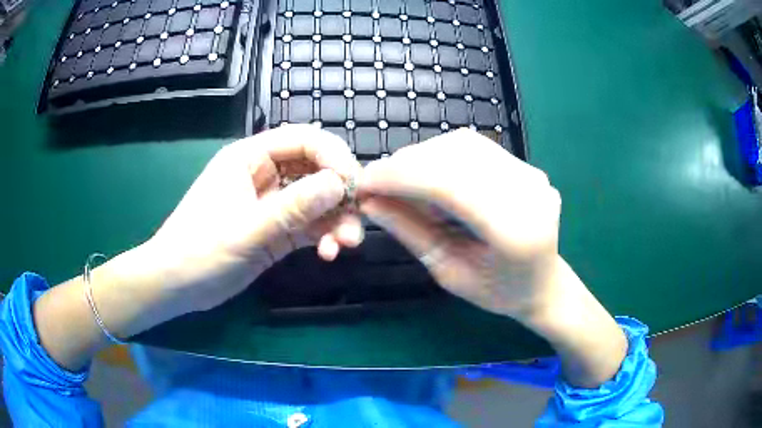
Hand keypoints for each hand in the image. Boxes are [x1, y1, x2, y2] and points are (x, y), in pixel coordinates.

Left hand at [143, 125, 363, 312]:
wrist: (177, 286)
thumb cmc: (199, 250)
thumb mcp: (246, 229)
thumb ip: (293, 207)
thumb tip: (339, 184)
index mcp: (250, 158)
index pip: (303, 140)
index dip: (333, 156)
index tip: (353, 185)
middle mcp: (265, 175)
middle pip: (315, 170)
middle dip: (339, 194)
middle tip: (355, 221)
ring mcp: (272, 204)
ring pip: (317, 201)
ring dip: (336, 220)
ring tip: (345, 245)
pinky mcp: (277, 230)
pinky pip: (310, 225)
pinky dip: (324, 236)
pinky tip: (328, 253)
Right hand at [358, 129, 561, 319]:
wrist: (543, 283)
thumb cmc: (497, 291)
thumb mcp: (447, 272)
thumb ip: (410, 232)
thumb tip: (368, 201)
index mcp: (513, 231)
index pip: (448, 184)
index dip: (400, 177)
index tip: (363, 184)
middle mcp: (527, 192)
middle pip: (455, 156)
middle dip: (405, 164)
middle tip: (376, 182)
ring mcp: (531, 174)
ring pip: (463, 144)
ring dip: (421, 156)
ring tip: (399, 179)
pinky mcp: (526, 165)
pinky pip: (475, 147)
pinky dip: (441, 155)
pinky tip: (428, 174)